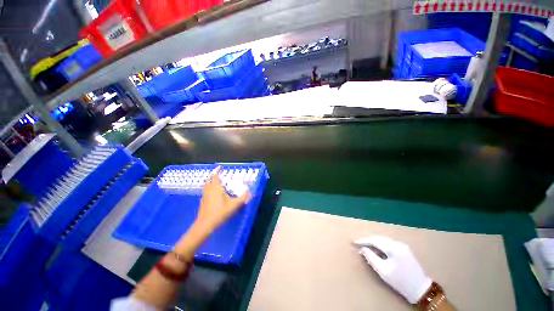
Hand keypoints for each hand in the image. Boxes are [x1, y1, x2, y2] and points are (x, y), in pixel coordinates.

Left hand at [196, 167, 250, 230]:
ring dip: (209, 181)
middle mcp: (209, 190)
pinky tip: (212, 193)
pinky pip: (205, 191)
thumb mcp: (234, 205)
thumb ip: (243, 197)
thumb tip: (249, 190)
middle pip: (208, 180)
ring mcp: (204, 196)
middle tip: (217, 173)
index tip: (219, 167)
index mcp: (216, 188)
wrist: (206, 225)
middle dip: (212, 175)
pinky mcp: (202, 202)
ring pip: (206, 186)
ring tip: (215, 181)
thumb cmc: (220, 212)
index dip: (217, 171)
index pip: (215, 176)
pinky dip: (208, 188)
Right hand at [354, 236, 431, 303]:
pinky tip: (377, 250)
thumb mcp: (383, 271)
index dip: (363, 241)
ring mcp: (403, 246)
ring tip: (366, 247)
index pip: (374, 240)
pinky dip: (381, 245)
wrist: (421, 290)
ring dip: (374, 243)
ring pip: (384, 240)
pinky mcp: (405, 250)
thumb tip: (362, 249)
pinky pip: (389, 244)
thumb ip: (371, 258)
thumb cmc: (400, 281)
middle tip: (359, 244)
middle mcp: (398, 244)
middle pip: (379, 238)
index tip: (354, 242)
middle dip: (368, 241)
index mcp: (393, 248)